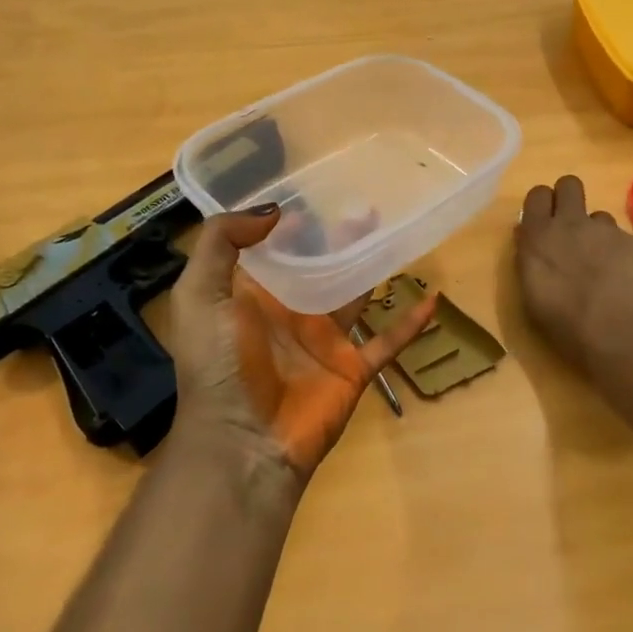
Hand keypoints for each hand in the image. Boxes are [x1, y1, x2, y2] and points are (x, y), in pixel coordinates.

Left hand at [167, 205, 436, 478]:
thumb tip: (274, 211)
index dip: (289, 220)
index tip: (312, 188)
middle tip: (364, 201)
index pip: (273, 248)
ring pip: (356, 293)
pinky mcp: (352, 366)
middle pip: (321, 264)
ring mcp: (324, 339)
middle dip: (339, 235)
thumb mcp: (199, 295)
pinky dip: (411, 323)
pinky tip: (432, 298)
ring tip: (394, 228)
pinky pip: (388, 341)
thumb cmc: (217, 365)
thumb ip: (221, 243)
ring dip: (373, 264)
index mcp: (252, 294)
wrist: (243, 443)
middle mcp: (290, 311)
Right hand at [516, 175, 632, 372]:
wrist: (626, 336)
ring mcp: (606, 231)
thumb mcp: (533, 298)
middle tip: (569, 228)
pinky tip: (624, 278)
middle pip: (568, 184)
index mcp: (539, 237)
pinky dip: (619, 251)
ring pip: (597, 214)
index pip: (536, 195)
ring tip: (600, 263)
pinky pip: (621, 236)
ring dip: (595, 231)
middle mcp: (571, 224)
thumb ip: (530, 261)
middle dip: (568, 198)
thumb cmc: (569, 327)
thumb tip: (529, 241)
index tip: (543, 223)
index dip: (542, 205)